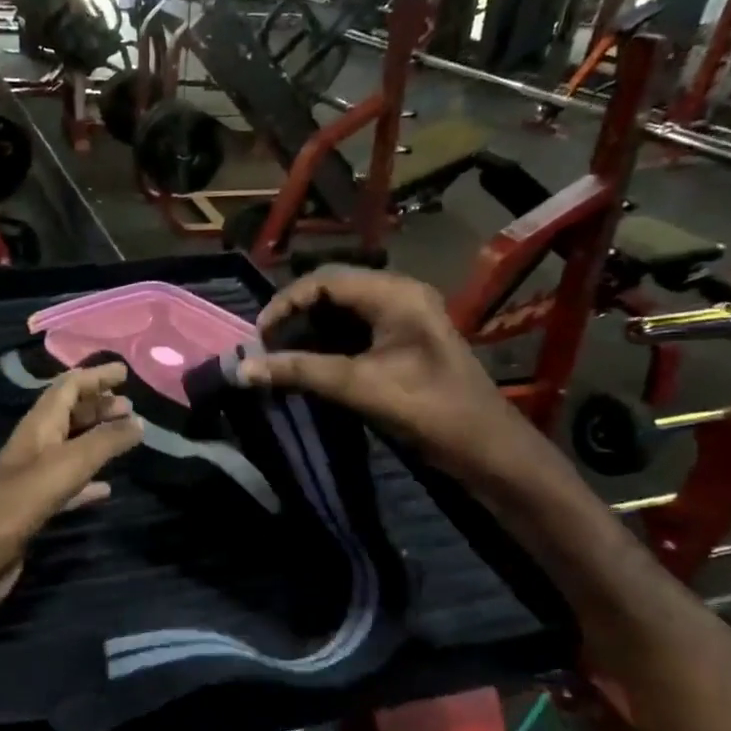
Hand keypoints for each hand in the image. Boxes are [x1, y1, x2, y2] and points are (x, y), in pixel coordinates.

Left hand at [0, 363, 143, 625]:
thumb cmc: (15, 505)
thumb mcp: (65, 467)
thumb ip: (104, 443)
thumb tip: (138, 421)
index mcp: (37, 428)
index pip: (67, 387)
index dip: (95, 376)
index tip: (125, 371)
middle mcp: (35, 447)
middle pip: (69, 415)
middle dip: (98, 405)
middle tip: (132, 406)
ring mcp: (33, 480)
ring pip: (71, 449)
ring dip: (97, 439)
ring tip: (127, 438)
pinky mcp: (35, 511)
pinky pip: (69, 487)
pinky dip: (89, 482)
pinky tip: (107, 489)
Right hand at [236, 269, 526, 476]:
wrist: (488, 450)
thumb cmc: (429, 411)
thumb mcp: (358, 387)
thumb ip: (299, 372)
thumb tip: (242, 370)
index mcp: (395, 294)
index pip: (324, 280)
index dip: (285, 303)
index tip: (258, 337)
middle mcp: (399, 294)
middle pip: (331, 291)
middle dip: (294, 317)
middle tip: (265, 348)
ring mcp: (403, 318)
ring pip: (341, 312)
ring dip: (309, 332)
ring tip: (280, 357)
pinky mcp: (403, 341)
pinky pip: (355, 331)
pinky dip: (327, 345)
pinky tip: (308, 365)